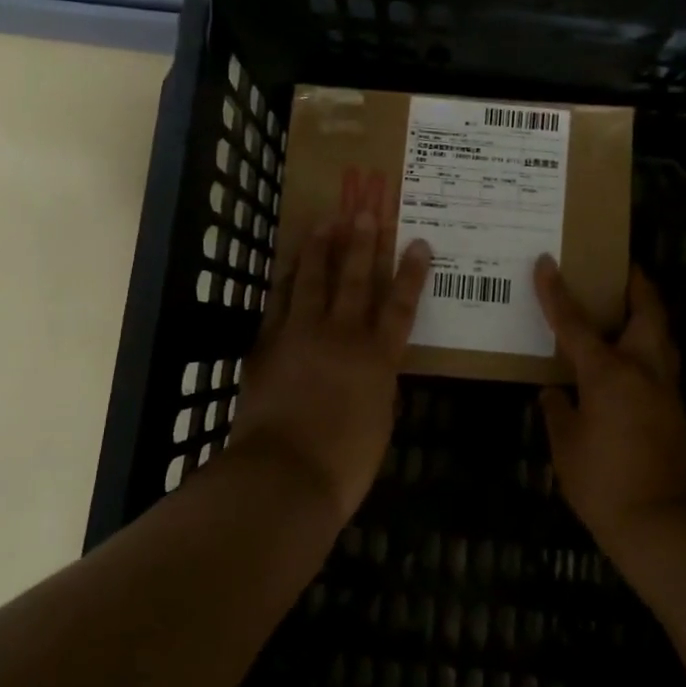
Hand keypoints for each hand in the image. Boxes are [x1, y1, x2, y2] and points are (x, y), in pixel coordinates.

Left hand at [228, 204, 431, 526]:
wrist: (283, 476)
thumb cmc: (344, 463)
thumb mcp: (379, 424)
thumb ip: (379, 388)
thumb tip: (376, 373)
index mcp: (377, 357)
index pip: (401, 305)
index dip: (411, 273)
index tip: (419, 242)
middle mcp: (341, 335)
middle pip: (355, 278)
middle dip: (362, 243)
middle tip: (365, 210)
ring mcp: (300, 335)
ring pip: (311, 279)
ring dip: (319, 248)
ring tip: (325, 220)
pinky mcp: (267, 345)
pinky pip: (278, 302)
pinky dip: (285, 280)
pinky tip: (288, 266)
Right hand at [533, 257, 685, 554]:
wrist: (665, 526)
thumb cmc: (604, 483)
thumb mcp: (566, 446)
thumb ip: (558, 412)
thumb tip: (554, 393)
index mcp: (609, 373)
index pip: (575, 323)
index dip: (557, 291)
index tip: (546, 262)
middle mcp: (644, 371)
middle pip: (648, 312)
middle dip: (638, 285)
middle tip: (624, 271)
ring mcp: (669, 392)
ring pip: (664, 339)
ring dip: (650, 318)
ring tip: (630, 313)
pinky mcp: (682, 415)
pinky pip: (664, 371)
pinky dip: (648, 358)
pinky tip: (631, 375)